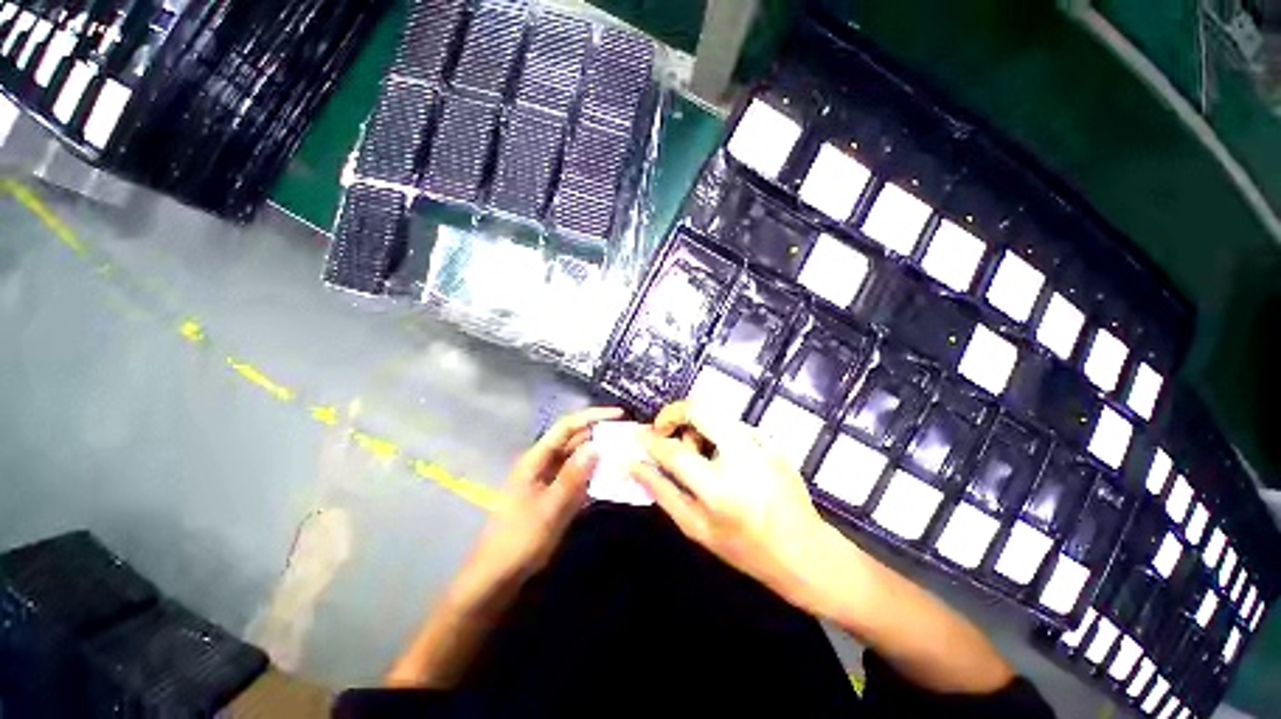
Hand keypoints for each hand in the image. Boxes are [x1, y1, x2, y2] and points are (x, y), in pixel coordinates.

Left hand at [461, 406, 623, 593]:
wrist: (499, 577)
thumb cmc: (519, 540)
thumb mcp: (549, 509)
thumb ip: (572, 477)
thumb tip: (595, 446)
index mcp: (536, 460)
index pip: (567, 427)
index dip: (592, 416)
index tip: (619, 414)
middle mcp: (544, 464)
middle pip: (575, 441)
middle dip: (600, 435)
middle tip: (629, 435)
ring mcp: (551, 481)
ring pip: (580, 460)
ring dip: (601, 456)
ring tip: (627, 453)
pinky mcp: (557, 496)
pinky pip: (580, 479)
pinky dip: (595, 477)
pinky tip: (614, 478)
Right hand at [629, 401, 836, 611]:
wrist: (803, 550)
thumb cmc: (745, 548)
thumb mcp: (696, 527)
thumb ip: (662, 491)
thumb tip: (634, 465)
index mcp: (717, 487)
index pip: (674, 450)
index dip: (651, 440)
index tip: (639, 436)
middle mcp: (740, 454)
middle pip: (698, 408)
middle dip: (673, 414)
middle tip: (665, 433)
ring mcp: (759, 442)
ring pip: (714, 414)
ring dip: (696, 427)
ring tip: (698, 456)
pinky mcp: (769, 439)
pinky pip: (731, 426)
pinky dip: (716, 435)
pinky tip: (724, 461)